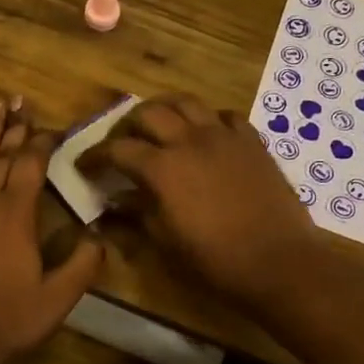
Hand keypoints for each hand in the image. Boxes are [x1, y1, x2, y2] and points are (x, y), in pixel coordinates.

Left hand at [0, 98, 104, 363]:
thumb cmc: (6, 318)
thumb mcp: (57, 299)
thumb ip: (83, 265)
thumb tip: (99, 235)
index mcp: (16, 213)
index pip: (31, 164)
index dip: (42, 142)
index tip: (51, 126)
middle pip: (1, 153)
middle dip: (13, 127)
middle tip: (18, 100)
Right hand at [80, 93, 316, 310]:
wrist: (278, 261)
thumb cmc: (215, 259)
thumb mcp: (166, 240)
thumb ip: (137, 212)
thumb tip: (114, 200)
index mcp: (162, 167)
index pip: (117, 149)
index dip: (95, 155)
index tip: (85, 165)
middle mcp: (189, 140)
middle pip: (149, 113)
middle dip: (127, 125)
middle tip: (122, 143)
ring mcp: (224, 136)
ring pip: (186, 102)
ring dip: (165, 110)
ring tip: (159, 126)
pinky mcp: (251, 141)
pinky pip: (225, 116)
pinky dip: (208, 119)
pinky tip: (205, 135)